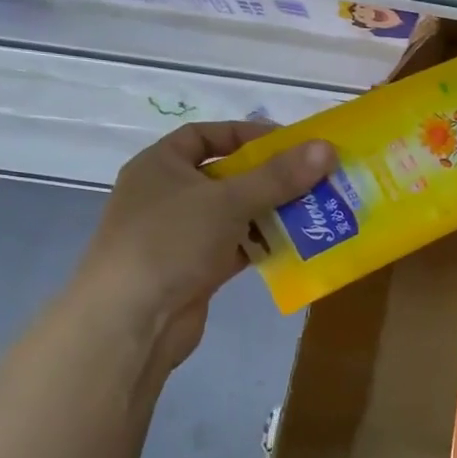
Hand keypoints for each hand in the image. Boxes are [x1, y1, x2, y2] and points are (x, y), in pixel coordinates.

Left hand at [71, 122, 333, 366]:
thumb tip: (326, 148)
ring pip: (236, 213)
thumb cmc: (170, 243)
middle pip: (228, 176)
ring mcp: (183, 235)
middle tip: (316, 179)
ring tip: (317, 210)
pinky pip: (238, 247)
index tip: (290, 143)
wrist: (130, 323)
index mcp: (161, 166)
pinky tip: (299, 244)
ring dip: (273, 212)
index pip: (206, 135)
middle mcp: (169, 195)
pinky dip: (264, 244)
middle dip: (272, 177)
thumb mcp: (228, 201)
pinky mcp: (197, 269)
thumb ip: (279, 176)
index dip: (247, 134)